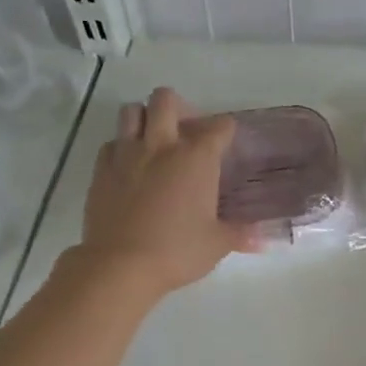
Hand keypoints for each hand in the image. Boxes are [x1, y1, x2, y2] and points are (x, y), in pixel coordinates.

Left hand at [76, 87, 252, 295]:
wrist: (120, 265)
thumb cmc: (176, 251)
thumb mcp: (216, 244)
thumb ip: (240, 234)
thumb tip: (263, 239)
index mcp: (196, 158)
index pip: (219, 127)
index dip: (226, 131)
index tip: (227, 142)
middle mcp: (161, 145)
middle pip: (166, 99)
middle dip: (178, 107)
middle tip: (185, 131)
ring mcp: (127, 154)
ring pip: (132, 112)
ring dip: (145, 118)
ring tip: (154, 141)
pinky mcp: (101, 170)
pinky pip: (111, 143)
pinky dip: (122, 147)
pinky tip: (129, 167)